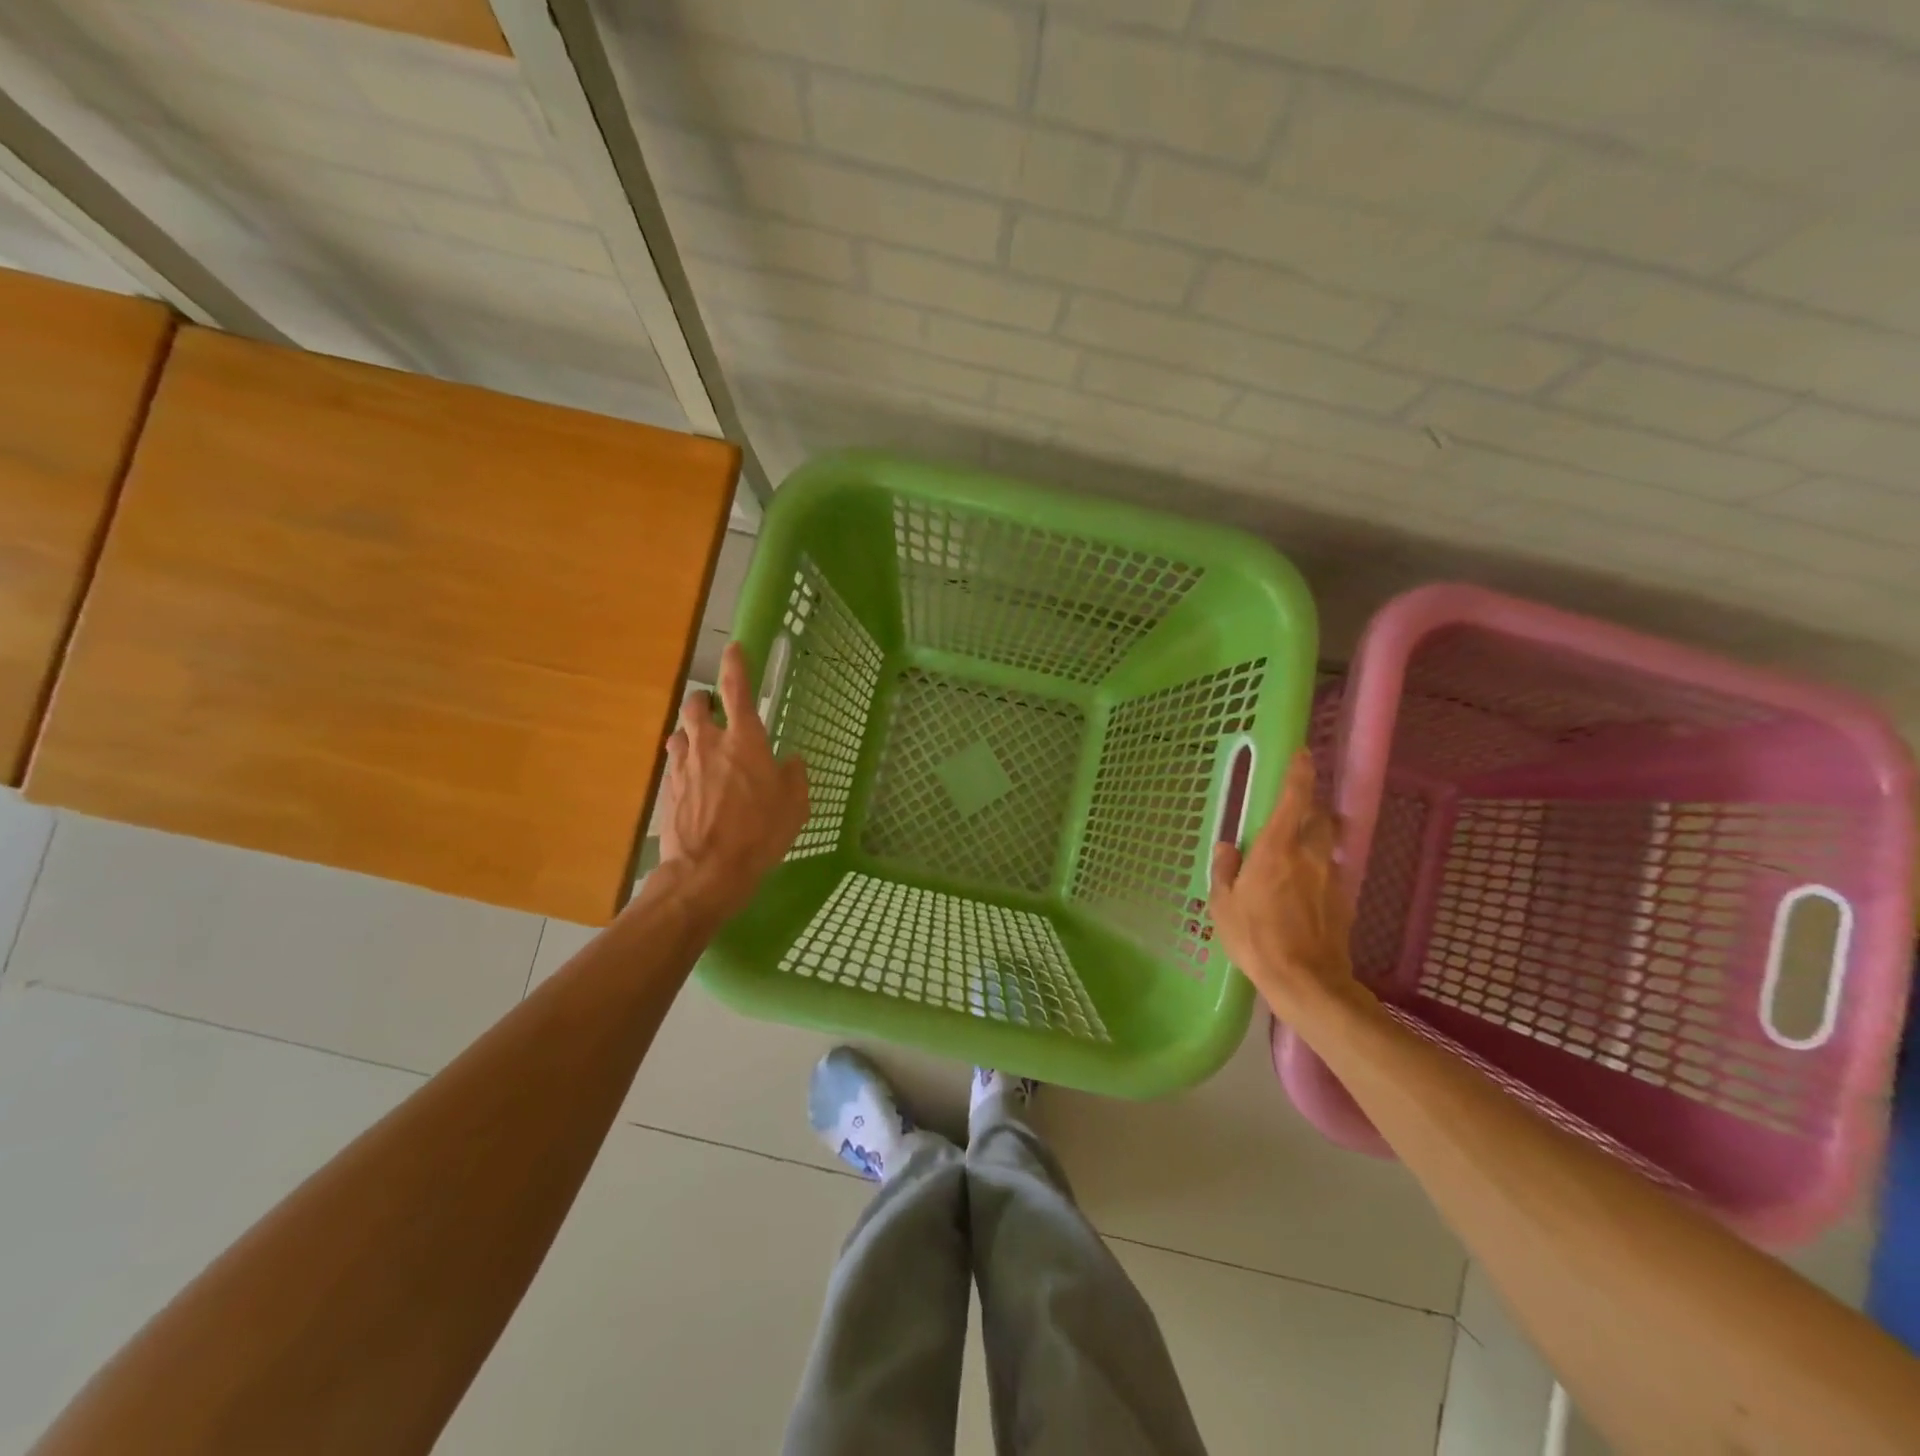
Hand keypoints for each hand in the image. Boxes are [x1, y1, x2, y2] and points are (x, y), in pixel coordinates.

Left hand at [658, 643, 808, 922]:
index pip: (737, 689)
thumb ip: (793, 776)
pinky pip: (674, 763)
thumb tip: (788, 760)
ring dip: (691, 732)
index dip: (736, 665)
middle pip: (697, 706)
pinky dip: (683, 761)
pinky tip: (692, 778)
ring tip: (702, 745)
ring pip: (680, 733)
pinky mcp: (668, 789)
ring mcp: (683, 766)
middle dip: (704, 700)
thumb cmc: (760, 834)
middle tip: (715, 709)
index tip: (734, 649)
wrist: (707, 871)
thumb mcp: (794, 806)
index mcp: (745, 741)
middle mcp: (709, 744)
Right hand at [1210, 749, 1362, 1022]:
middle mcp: (1310, 855)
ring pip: (1329, 844)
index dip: (1300, 772)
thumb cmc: (1256, 938)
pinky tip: (1305, 890)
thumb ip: (1225, 871)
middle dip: (1311, 808)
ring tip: (1298, 853)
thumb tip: (1228, 847)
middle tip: (1293, 812)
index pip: (1295, 798)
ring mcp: (1332, 878)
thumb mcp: (1223, 905)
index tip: (1304, 754)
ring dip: (1317, 838)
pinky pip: (1331, 872)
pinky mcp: (1344, 901)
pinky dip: (1320, 870)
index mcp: (1277, 848)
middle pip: (1320, 817)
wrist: (1307, 981)